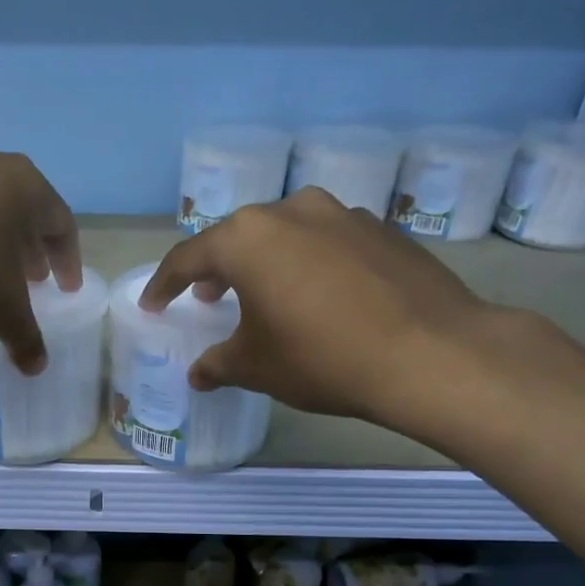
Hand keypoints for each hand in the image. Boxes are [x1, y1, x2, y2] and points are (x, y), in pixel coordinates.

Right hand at [138, 187, 496, 434]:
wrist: (431, 353)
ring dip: (265, 260)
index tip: (154, 304)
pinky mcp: (380, 228)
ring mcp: (341, 213)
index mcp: (247, 239)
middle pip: (237, 237)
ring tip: (264, 293)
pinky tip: (319, 294)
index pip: (188, 258)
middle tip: (208, 298)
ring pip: (285, 232)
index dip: (165, 284)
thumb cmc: (322, 357)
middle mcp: (290, 211)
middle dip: (216, 268)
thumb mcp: (256, 367)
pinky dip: (308, 262)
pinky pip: (326, 240)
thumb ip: (218, 364)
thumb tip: (200, 374)